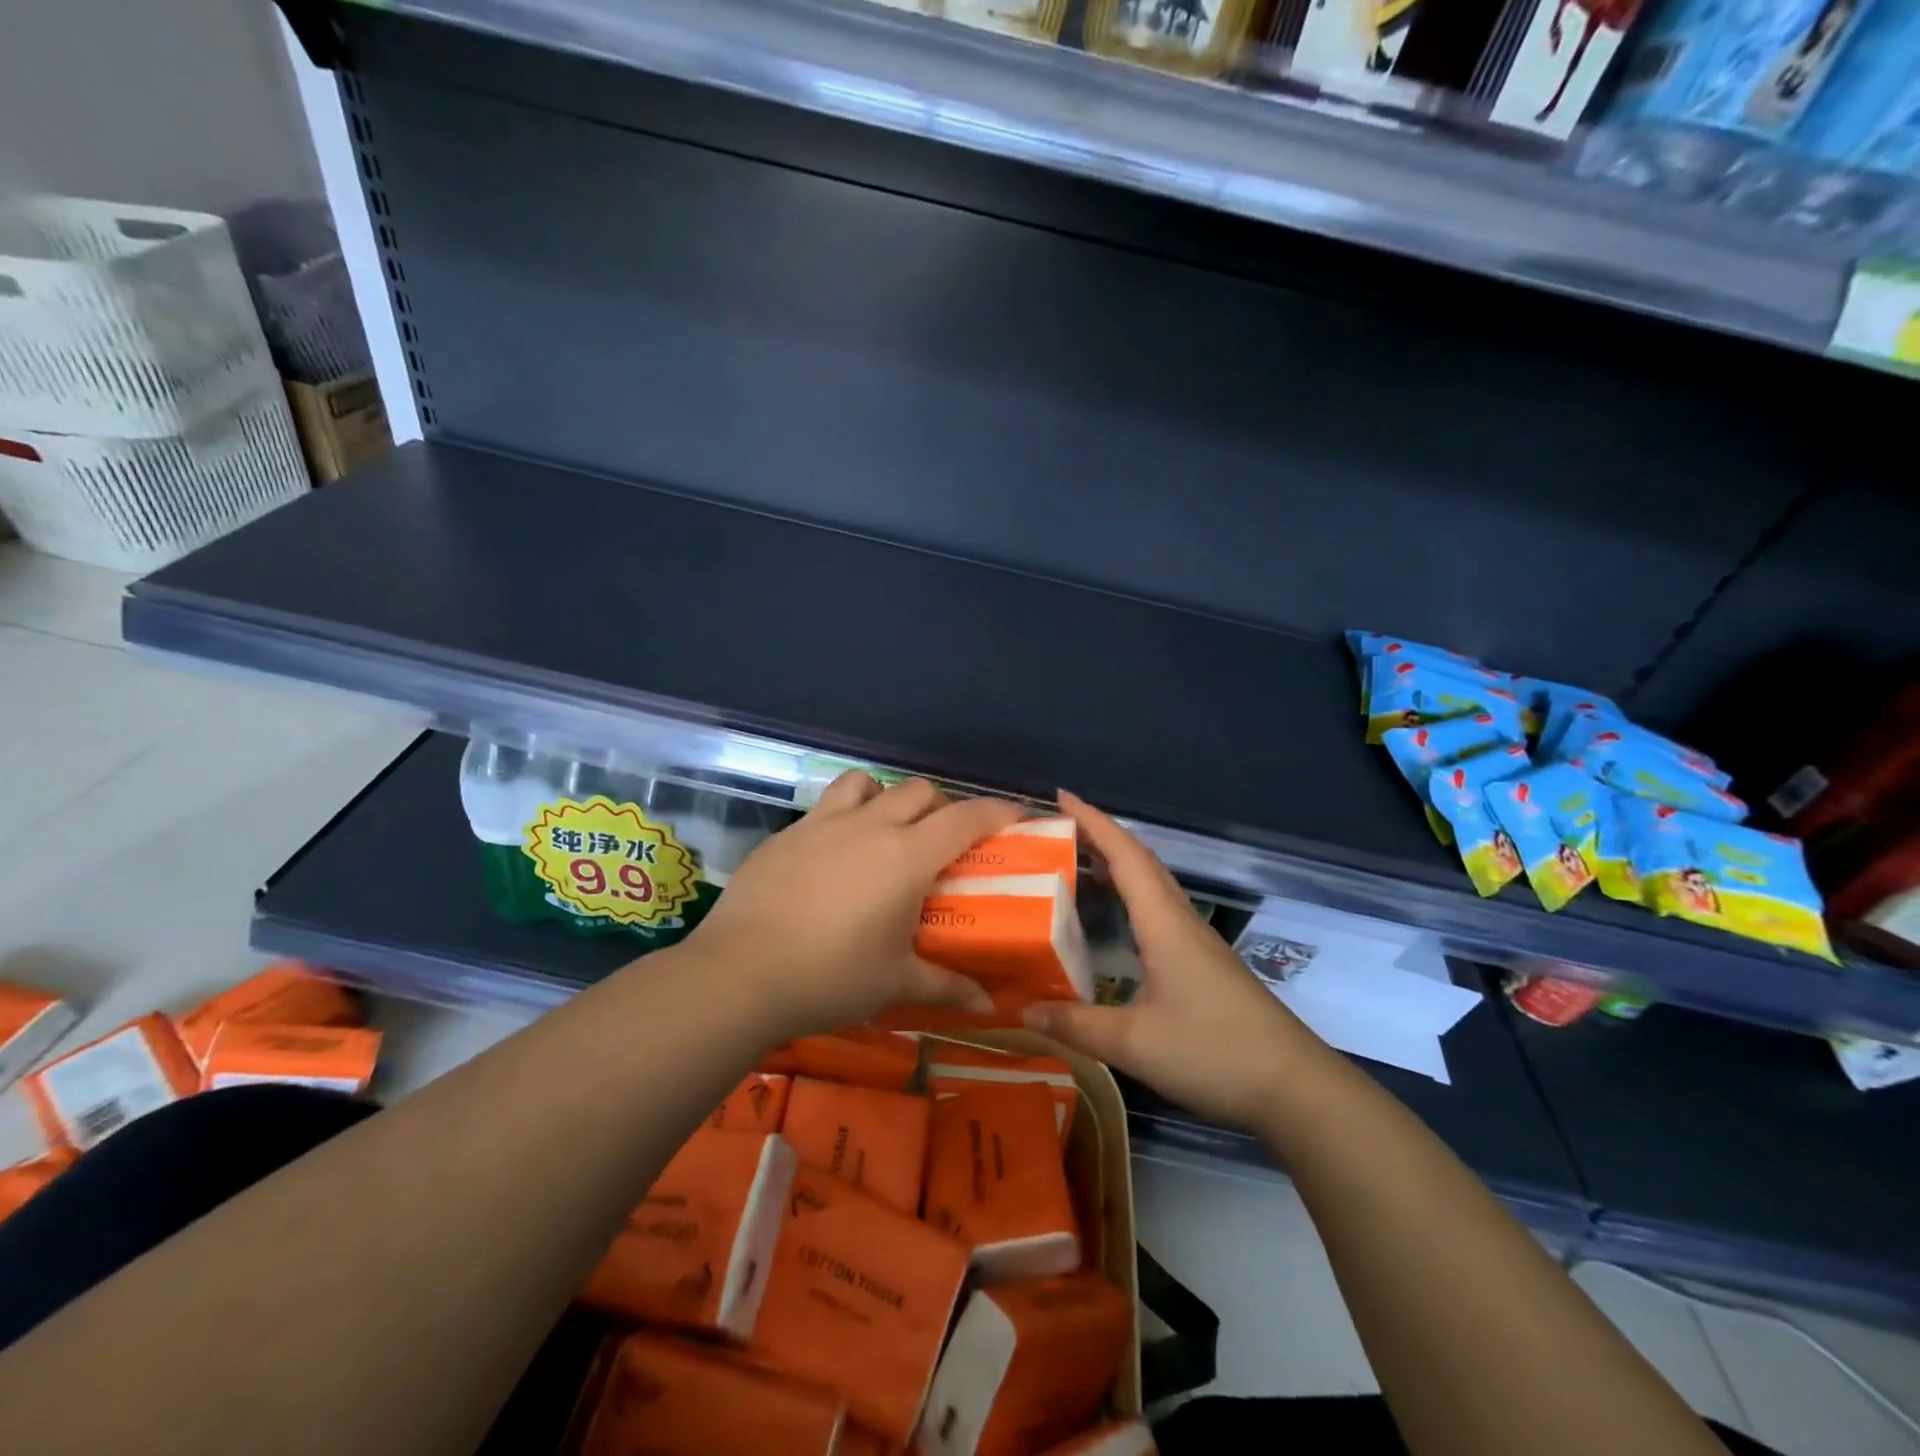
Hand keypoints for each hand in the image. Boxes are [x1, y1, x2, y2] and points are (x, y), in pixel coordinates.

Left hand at [685, 771, 1023, 1040]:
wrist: (739, 974)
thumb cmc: (830, 977)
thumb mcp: (895, 983)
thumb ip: (946, 986)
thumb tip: (988, 1007)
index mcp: (907, 856)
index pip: (965, 818)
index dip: (997, 811)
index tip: (1016, 815)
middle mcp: (870, 826)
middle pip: (919, 791)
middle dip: (940, 807)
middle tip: (942, 843)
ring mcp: (823, 823)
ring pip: (867, 783)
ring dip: (886, 798)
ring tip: (884, 833)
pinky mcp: (787, 833)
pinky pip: (826, 806)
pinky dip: (844, 816)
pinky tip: (832, 856)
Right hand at [1023, 791, 1333, 1128]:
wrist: (1296, 1090)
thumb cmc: (1214, 1053)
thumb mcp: (1134, 1044)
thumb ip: (1076, 1025)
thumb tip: (1023, 1009)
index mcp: (1164, 924)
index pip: (1126, 856)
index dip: (1093, 822)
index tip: (1061, 796)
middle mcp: (1181, 922)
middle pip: (1141, 862)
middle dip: (1101, 836)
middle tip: (1058, 828)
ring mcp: (1197, 943)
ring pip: (1153, 886)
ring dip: (1118, 864)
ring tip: (1078, 861)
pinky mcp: (1204, 965)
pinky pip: (1159, 910)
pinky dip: (1131, 896)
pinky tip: (1117, 918)